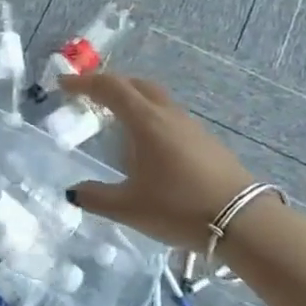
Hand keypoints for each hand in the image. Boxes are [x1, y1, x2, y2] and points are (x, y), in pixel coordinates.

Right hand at [60, 73, 256, 252]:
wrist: (243, 222)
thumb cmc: (179, 208)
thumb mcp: (129, 208)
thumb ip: (95, 197)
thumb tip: (72, 191)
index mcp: (146, 122)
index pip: (110, 88)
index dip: (84, 83)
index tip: (63, 85)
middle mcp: (168, 115)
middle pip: (136, 84)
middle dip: (110, 84)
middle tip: (90, 96)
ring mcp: (191, 126)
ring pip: (156, 98)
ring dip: (133, 99)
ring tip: (116, 119)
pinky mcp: (206, 141)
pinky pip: (170, 115)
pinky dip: (150, 116)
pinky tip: (148, 144)